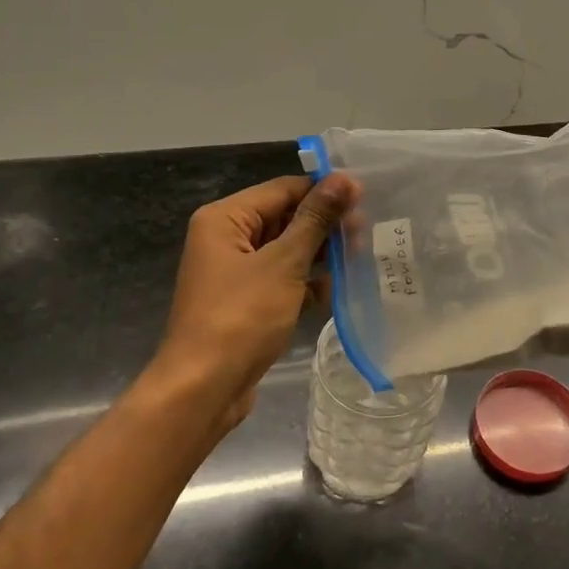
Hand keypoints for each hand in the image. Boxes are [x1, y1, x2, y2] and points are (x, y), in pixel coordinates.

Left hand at [154, 173, 356, 430]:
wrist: (203, 389)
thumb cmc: (241, 317)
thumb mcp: (283, 263)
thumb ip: (315, 220)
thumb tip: (344, 179)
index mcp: (225, 219)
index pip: (282, 189)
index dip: (323, 192)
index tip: (365, 200)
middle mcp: (226, 239)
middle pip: (284, 218)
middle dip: (324, 226)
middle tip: (365, 235)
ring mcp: (235, 273)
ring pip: (286, 250)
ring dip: (319, 256)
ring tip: (359, 260)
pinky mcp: (246, 302)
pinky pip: (282, 280)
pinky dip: (306, 283)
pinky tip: (335, 293)